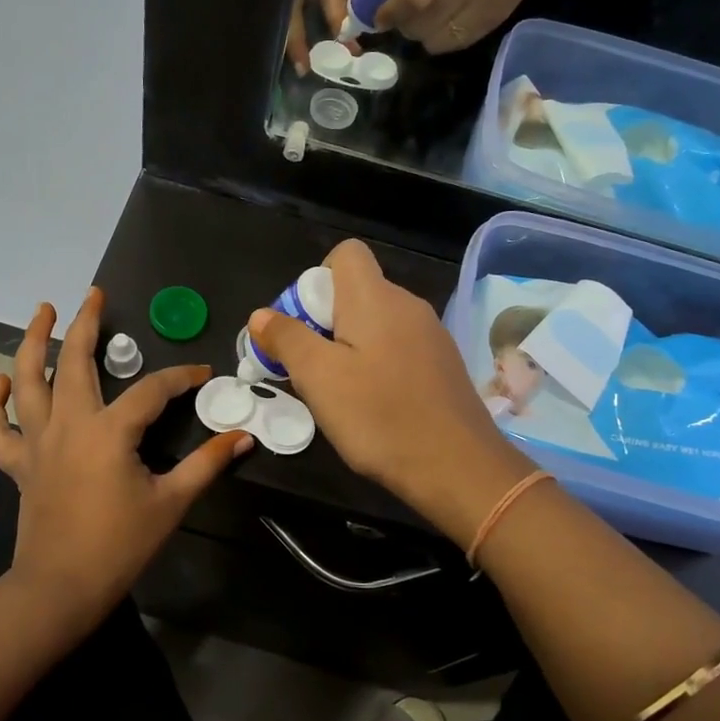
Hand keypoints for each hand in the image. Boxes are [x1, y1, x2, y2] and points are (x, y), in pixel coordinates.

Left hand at [0, 289, 251, 639]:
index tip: (203, 374)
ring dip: (32, 342)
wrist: (60, 588)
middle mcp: (68, 424)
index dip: (181, 377)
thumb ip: (207, 464)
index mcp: (109, 432)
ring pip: (26, 380)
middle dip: (84, 324)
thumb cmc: (119, 545)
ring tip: (42, 311)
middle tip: (94, 295)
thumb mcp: (171, 502)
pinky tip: (0, 381)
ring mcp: (38, 442)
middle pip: (72, 361)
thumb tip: (242, 436)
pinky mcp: (19, 463)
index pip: (152, 390)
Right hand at [246, 242, 535, 543]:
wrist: (458, 468)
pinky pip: (399, 348)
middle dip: (326, 320)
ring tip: (340, 393)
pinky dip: (379, 365)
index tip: (305, 324)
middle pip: (358, 290)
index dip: (317, 279)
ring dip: (351, 346)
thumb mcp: (318, 378)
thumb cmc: (379, 416)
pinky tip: (375, 406)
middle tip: (312, 368)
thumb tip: (261, 315)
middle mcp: (408, 305)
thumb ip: (287, 339)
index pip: (346, 253)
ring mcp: (431, 335)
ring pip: (378, 323)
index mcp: (375, 297)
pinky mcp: (443, 365)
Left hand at [362, 0, 584, 53]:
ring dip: (418, 33)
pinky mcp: (493, 21)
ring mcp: (483, 6)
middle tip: (397, 9)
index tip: (376, 14)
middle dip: (399, 22)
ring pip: (433, 40)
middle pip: (418, 24)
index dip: (388, 12)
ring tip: (420, 14)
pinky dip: (438, 39)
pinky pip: (453, 45)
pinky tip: (439, 20)